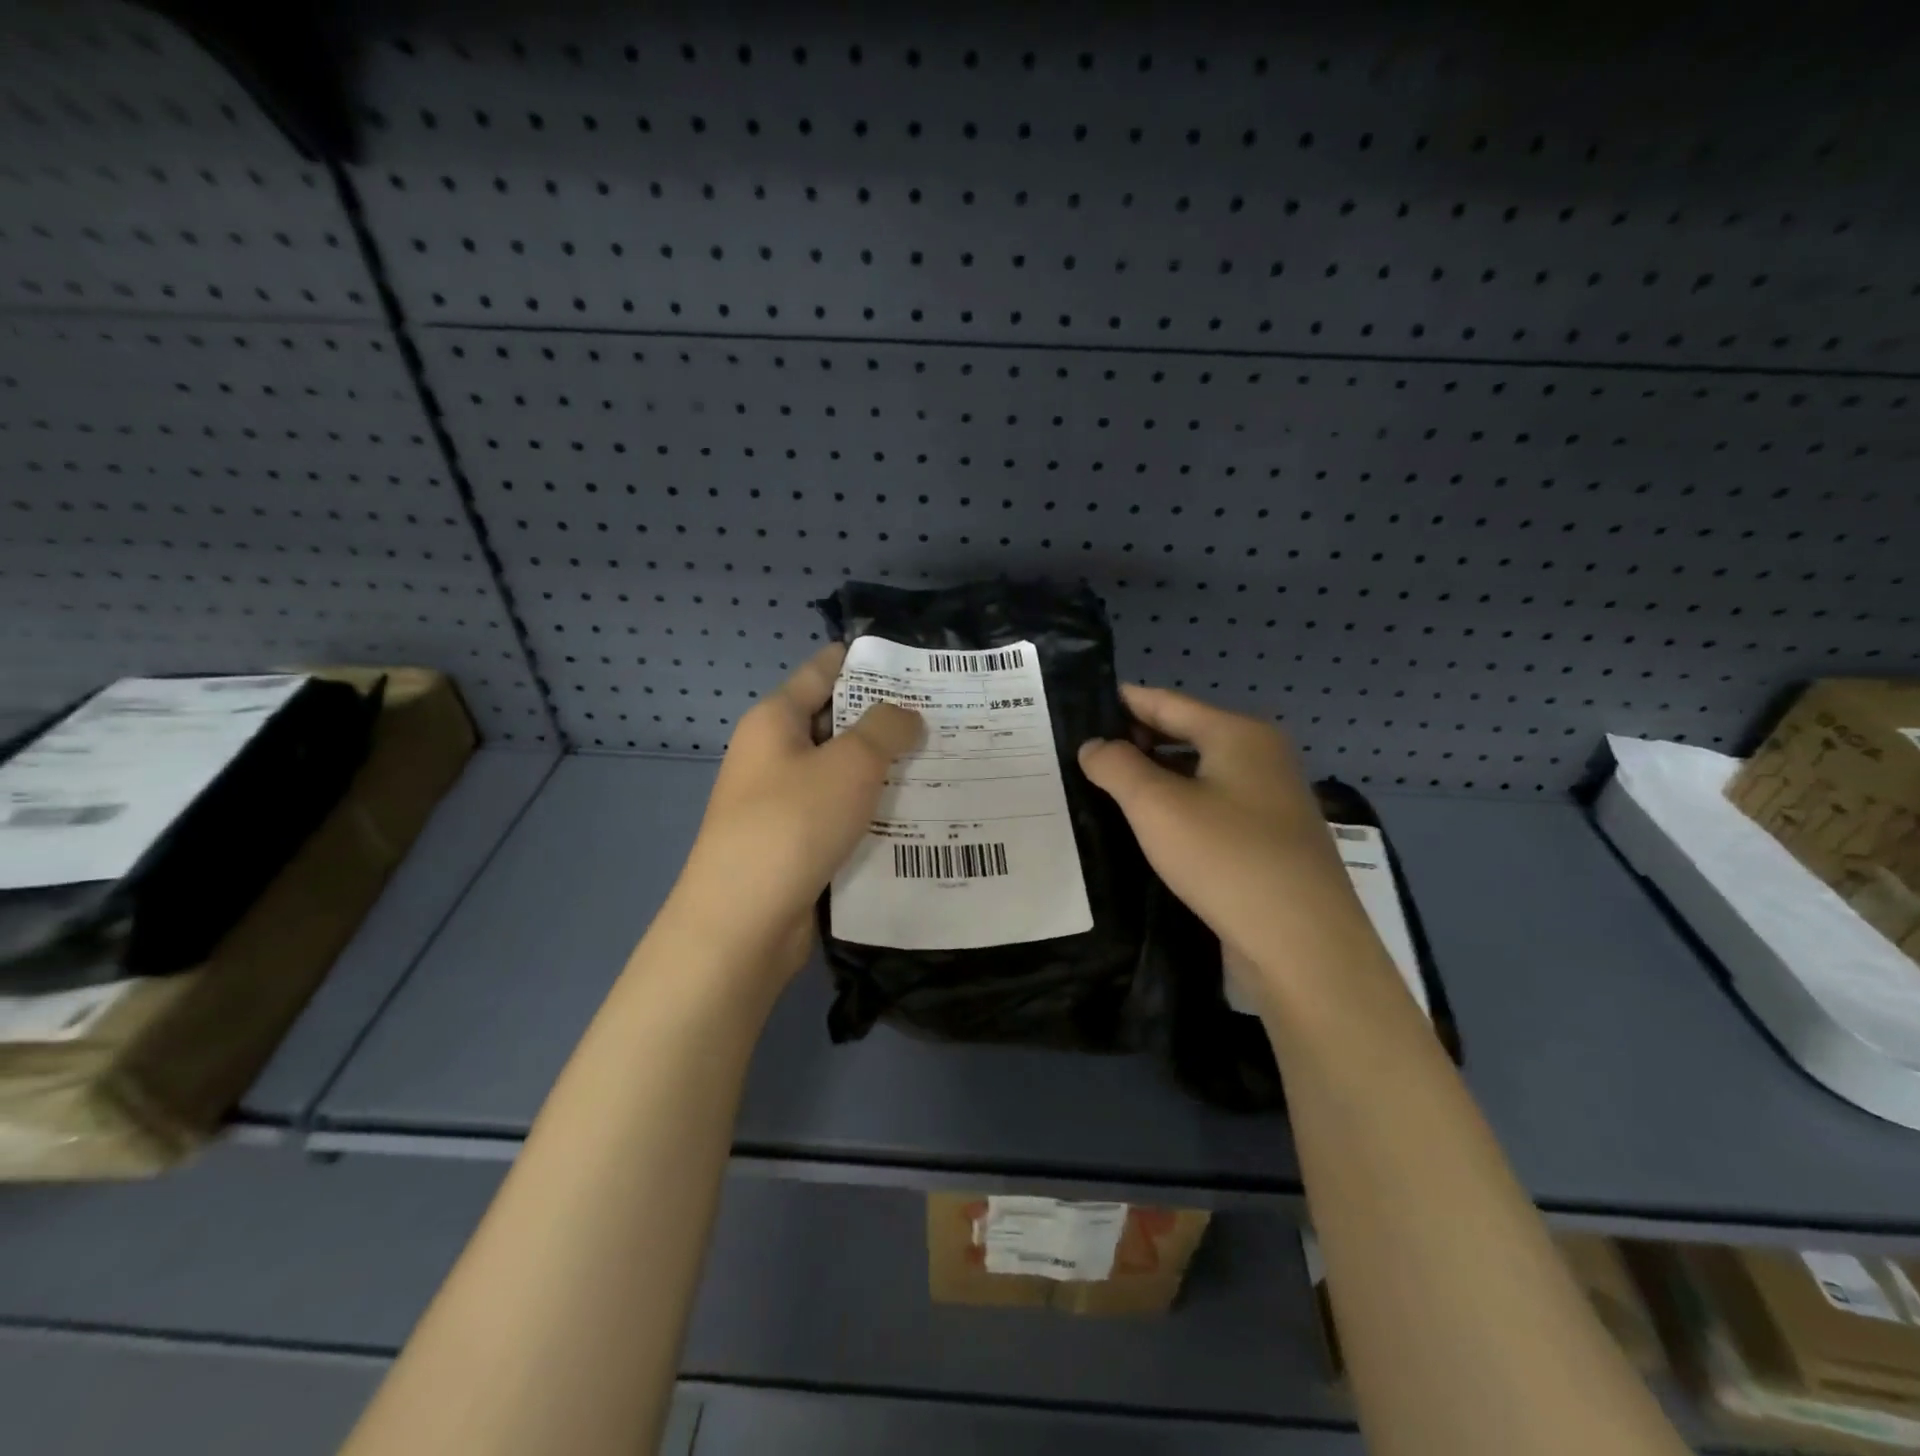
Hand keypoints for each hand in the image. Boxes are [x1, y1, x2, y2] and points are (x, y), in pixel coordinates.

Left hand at [664, 644, 922, 984]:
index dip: (864, 661)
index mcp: (774, 721)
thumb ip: (885, 728)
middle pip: (835, 723)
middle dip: (886, 719)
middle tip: (946, 715)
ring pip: (842, 774)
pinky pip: (841, 815)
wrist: (743, 923)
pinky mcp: (795, 844)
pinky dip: (873, 811)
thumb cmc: (793, 824)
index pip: (822, 671)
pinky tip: (918, 815)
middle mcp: (773, 756)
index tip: (914, 661)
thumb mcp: (850, 763)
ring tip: (944, 761)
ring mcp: (781, 803)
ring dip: (885, 770)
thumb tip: (907, 716)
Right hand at [1078, 685, 1362, 975]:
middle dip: (1135, 742)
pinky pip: (1212, 806)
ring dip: (1154, 777)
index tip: (1080, 707)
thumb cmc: (1227, 859)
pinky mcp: (1269, 840)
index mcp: (1239, 734)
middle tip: (1083, 754)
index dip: (1122, 702)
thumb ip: (1117, 766)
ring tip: (1105, 788)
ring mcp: (1270, 800)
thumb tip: (1094, 746)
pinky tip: (1148, 826)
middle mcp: (1261, 757)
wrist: (1303, 945)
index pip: (1166, 702)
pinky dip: (1178, 807)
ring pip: (1198, 774)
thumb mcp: (1156, 806)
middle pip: (1185, 734)